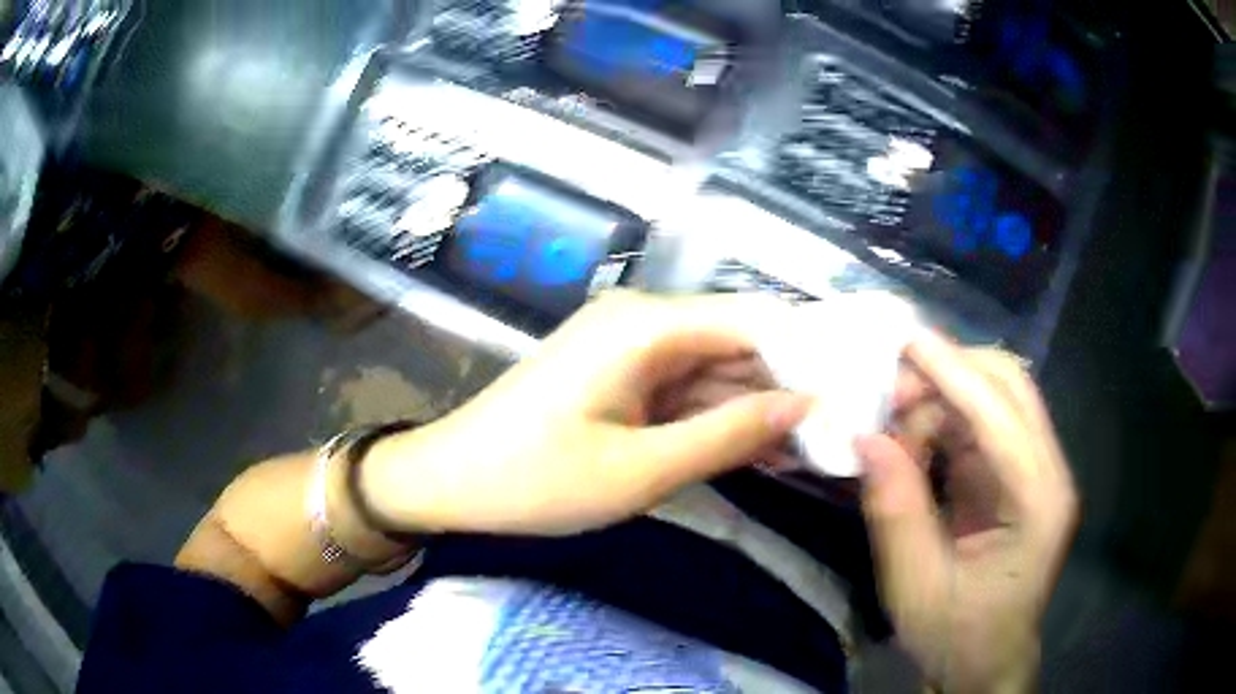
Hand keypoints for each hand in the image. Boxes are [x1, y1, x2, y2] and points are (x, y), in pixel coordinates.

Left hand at [360, 292, 812, 535]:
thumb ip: (727, 434)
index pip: (757, 319)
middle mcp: (645, 323)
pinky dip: (724, 419)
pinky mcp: (624, 379)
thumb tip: (806, 407)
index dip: (813, 349)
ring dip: (763, 408)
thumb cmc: (533, 480)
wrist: (450, 483)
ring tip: (823, 446)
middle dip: (794, 384)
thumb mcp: (639, 471)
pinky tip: (768, 450)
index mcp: (647, 327)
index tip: (860, 386)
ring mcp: (633, 351)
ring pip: (719, 372)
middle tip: (850, 426)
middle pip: (741, 344)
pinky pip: (689, 392)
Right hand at [856, 335, 1077, 692]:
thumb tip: (866, 439)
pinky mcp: (1019, 478)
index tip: (906, 343)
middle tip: (892, 391)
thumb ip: (895, 511)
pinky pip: (984, 427)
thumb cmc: (958, 636)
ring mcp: (1038, 472)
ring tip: (897, 424)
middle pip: (1012, 388)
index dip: (954, 374)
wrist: (986, 665)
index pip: (1002, 417)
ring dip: (945, 397)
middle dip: (952, 373)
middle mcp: (1049, 474)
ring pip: (997, 400)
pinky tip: (916, 442)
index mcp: (1040, 503)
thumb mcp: (916, 587)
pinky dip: (947, 422)